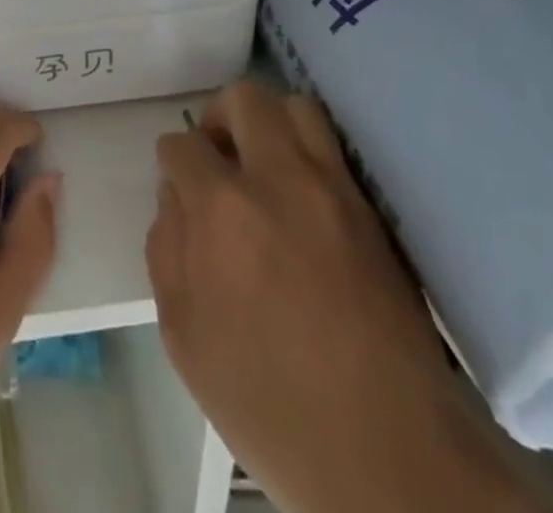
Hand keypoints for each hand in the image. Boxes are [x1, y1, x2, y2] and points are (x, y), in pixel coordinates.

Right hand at [148, 80, 537, 512]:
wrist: (385, 452)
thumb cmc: (268, 402)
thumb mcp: (183, 336)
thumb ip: (166, 249)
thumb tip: (175, 197)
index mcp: (222, 208)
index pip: (182, 144)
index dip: (173, 162)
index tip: (180, 184)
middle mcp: (279, 179)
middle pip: (244, 99)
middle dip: (219, 119)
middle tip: (219, 159)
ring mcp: (333, 190)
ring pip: (297, 108)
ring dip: (270, 124)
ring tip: (263, 165)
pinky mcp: (372, 210)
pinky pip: (335, 149)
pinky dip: (310, 151)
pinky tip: (302, 194)